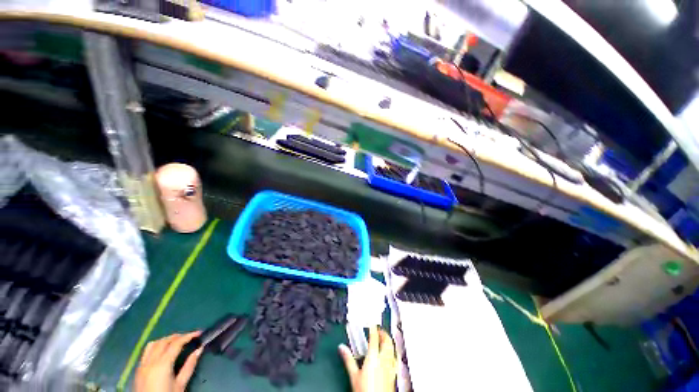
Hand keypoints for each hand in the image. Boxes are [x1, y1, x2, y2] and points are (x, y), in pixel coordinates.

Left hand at [135, 332, 202, 391]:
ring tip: (175, 342)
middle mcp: (150, 362)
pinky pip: (146, 352)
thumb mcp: (180, 385)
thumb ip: (189, 366)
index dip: (189, 336)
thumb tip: (199, 349)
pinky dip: (156, 346)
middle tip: (189, 337)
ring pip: (153, 344)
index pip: (176, 343)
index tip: (199, 333)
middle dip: (178, 336)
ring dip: (165, 340)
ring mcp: (142, 365)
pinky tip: (162, 352)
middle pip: (164, 341)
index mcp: (162, 365)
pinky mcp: (138, 370)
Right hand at [339, 326, 396, 391]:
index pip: (374, 337)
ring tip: (383, 339)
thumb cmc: (365, 391)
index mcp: (373, 357)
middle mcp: (384, 359)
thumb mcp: (353, 375)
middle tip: (378, 330)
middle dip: (383, 333)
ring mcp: (390, 366)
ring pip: (392, 348)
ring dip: (388, 341)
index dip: (373, 327)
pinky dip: (392, 352)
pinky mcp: (394, 374)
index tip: (371, 321)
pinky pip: (395, 358)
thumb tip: (342, 348)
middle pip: (387, 340)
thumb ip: (348, 359)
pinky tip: (390, 354)